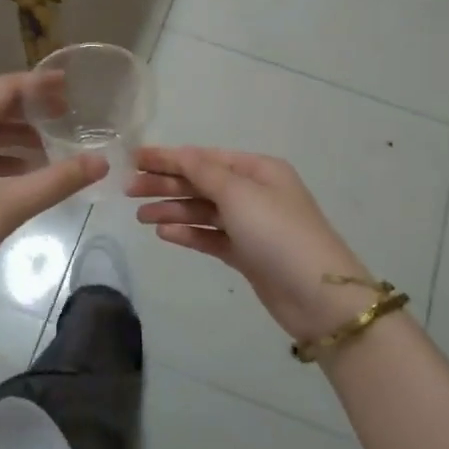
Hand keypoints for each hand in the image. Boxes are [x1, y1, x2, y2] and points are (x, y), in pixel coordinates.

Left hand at [0, 73, 107, 305]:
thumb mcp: (9, 206)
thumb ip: (57, 181)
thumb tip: (101, 163)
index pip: (3, 88)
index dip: (39, 84)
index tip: (70, 86)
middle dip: (28, 112)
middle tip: (65, 119)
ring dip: (12, 138)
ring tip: (47, 154)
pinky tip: (16, 178)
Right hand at [128, 146, 375, 341]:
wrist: (318, 296)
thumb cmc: (278, 233)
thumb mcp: (239, 194)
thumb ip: (204, 172)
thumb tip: (179, 152)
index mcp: (259, 170)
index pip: (205, 157)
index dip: (169, 157)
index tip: (134, 159)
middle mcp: (255, 192)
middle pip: (202, 183)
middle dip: (167, 184)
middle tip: (129, 190)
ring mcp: (251, 225)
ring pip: (204, 211)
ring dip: (173, 210)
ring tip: (140, 216)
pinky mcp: (247, 255)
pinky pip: (211, 237)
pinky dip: (189, 234)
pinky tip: (164, 233)